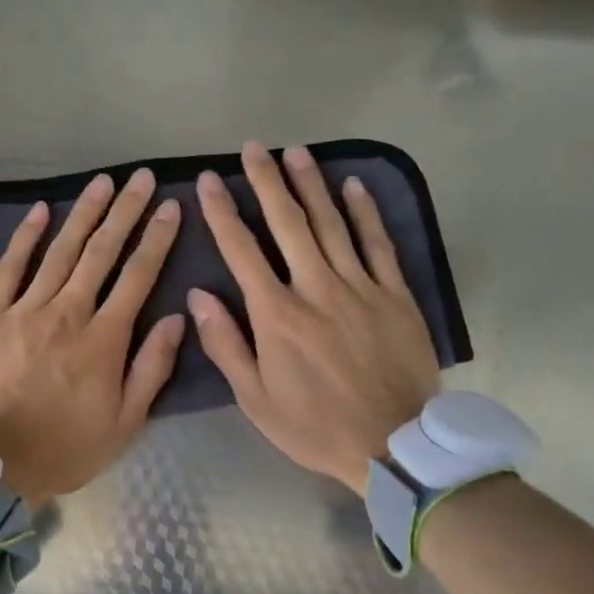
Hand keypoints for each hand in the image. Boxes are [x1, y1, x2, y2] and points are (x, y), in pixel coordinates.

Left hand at [0, 170, 185, 502]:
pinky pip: (11, 267)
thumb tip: (178, 317)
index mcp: (104, 340)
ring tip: (104, 182)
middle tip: (142, 179)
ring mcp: (25, 310)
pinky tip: (41, 210)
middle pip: (102, 252)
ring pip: (61, 251)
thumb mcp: (126, 423)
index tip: (170, 207)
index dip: (157, 239)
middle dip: (126, 212)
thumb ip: (152, 367)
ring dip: (84, 213)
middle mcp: (68, 314)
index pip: (138, 276)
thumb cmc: (66, 447)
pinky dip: (26, 237)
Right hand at [190, 142, 440, 495]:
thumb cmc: (314, 426)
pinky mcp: (395, 295)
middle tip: (252, 147)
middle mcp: (316, 289)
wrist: (394, 446)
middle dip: (266, 182)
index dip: (222, 212)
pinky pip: (378, 245)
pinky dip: (365, 212)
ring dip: (311, 185)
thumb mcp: (255, 399)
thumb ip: (226, 344)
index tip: (207, 180)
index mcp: (277, 315)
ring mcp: (360, 288)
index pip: (241, 251)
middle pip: (288, 224)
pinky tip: (353, 185)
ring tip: (295, 152)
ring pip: (331, 224)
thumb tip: (198, 295)